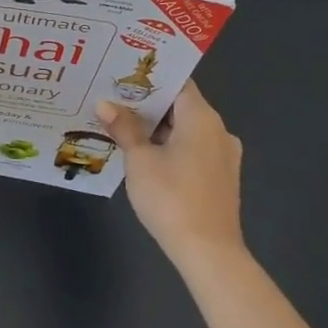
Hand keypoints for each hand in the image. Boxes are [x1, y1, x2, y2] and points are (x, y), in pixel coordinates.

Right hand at [97, 82, 244, 264]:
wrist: (209, 252)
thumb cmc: (171, 197)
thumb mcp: (139, 160)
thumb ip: (124, 128)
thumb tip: (104, 104)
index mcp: (201, 117)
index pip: (177, 82)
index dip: (150, 78)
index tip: (122, 74)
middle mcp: (218, 130)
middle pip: (181, 106)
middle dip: (148, 105)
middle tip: (114, 100)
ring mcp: (223, 156)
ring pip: (187, 130)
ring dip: (159, 128)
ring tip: (124, 127)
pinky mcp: (221, 178)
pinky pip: (194, 150)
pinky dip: (172, 147)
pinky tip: (146, 157)